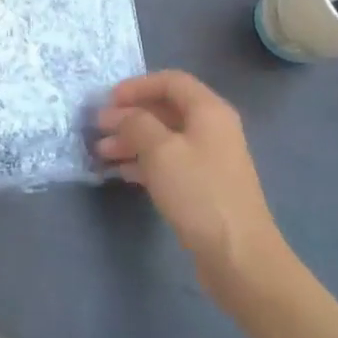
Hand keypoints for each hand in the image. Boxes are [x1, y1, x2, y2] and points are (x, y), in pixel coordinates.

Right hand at [96, 72, 290, 303]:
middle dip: (129, 116)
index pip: (170, 81)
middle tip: (99, 129)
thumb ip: (135, 123)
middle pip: (165, 109)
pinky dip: (143, 162)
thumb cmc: (199, 193)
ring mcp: (209, 159)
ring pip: (164, 137)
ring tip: (102, 153)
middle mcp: (212, 129)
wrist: (239, 256)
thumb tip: (118, 114)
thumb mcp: (160, 150)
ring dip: (131, 140)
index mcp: (208, 111)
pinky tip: (121, 173)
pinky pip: (169, 162)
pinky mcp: (203, 186)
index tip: (107, 102)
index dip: (136, 86)